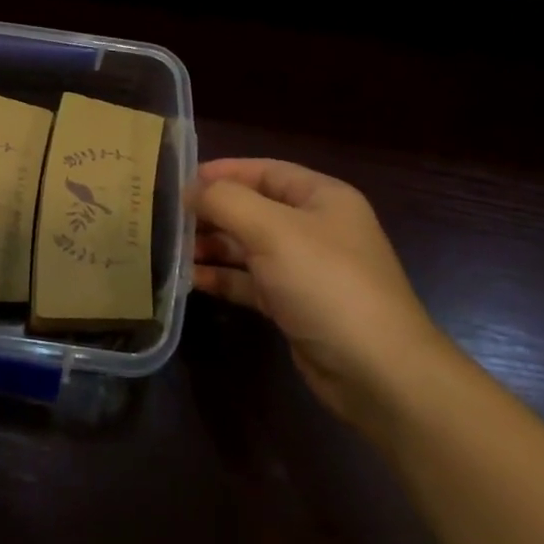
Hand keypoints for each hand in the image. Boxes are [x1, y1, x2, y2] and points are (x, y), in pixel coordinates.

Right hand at [191, 158, 452, 424]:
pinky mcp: (294, 305)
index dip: (221, 172)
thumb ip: (225, 201)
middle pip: (252, 208)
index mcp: (321, 197)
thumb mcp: (272, 230)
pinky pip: (250, 281)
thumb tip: (190, 190)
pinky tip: (190, 279)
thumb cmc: (326, 284)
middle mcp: (314, 227)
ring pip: (247, 246)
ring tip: (170, 250)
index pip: (263, 170)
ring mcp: (305, 269)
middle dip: (210, 212)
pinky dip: (222, 278)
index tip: (177, 182)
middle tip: (165, 219)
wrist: (378, 373)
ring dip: (211, 246)